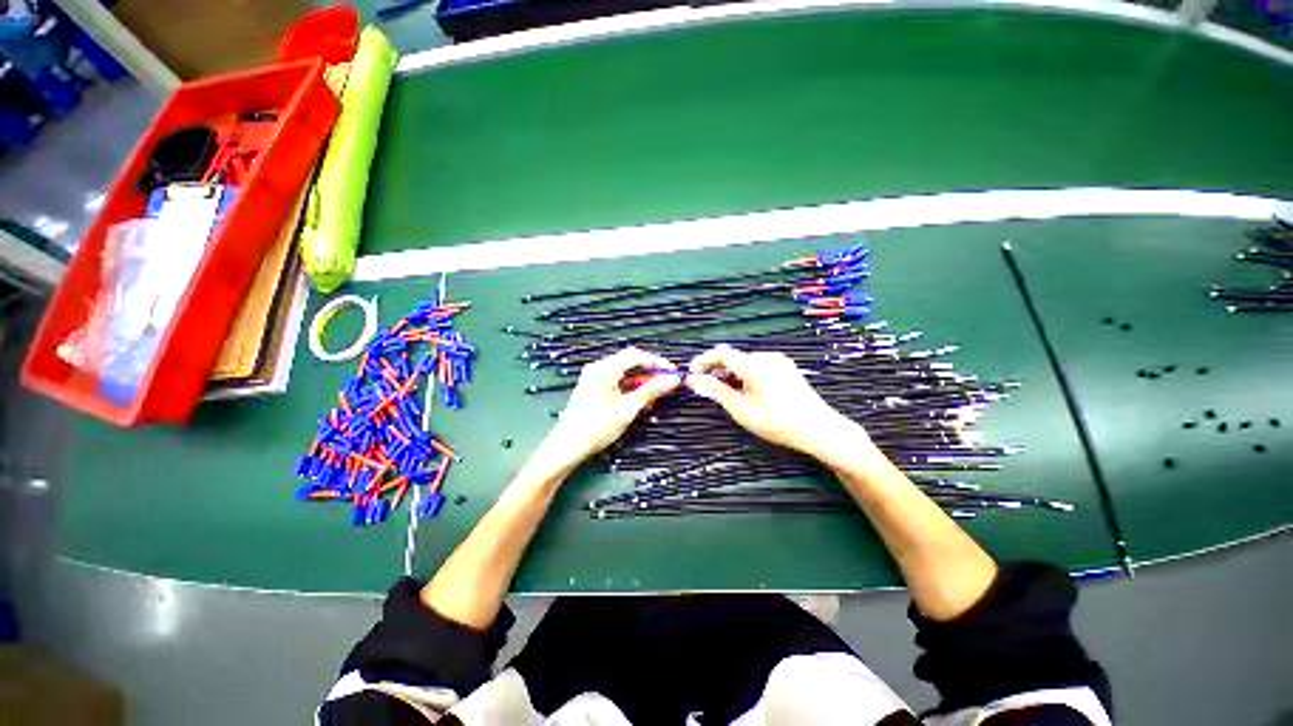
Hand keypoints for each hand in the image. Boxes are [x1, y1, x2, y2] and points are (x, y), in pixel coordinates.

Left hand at [538, 347, 681, 470]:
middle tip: (669, 384)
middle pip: (631, 362)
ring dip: (643, 382)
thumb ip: (650, 391)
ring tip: (658, 395)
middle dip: (651, 372)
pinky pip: (618, 381)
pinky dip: (632, 388)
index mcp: (605, 369)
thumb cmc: (596, 427)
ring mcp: (595, 378)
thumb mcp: (628, 409)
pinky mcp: (595, 388)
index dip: (657, 362)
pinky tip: (642, 400)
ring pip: (626, 373)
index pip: (636, 355)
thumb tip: (672, 380)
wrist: (567, 447)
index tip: (674, 373)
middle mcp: (599, 368)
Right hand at [686, 345, 870, 462]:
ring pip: (745, 362)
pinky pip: (758, 365)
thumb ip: (717, 392)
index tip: (691, 373)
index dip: (703, 361)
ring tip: (722, 391)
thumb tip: (694, 381)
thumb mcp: (741, 410)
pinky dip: (745, 374)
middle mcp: (765, 356)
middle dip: (716, 369)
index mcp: (753, 364)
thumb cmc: (777, 422)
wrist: (819, 428)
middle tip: (704, 386)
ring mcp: (778, 361)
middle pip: (733, 357)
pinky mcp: (785, 367)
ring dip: (730, 372)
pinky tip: (743, 390)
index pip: (720, 353)